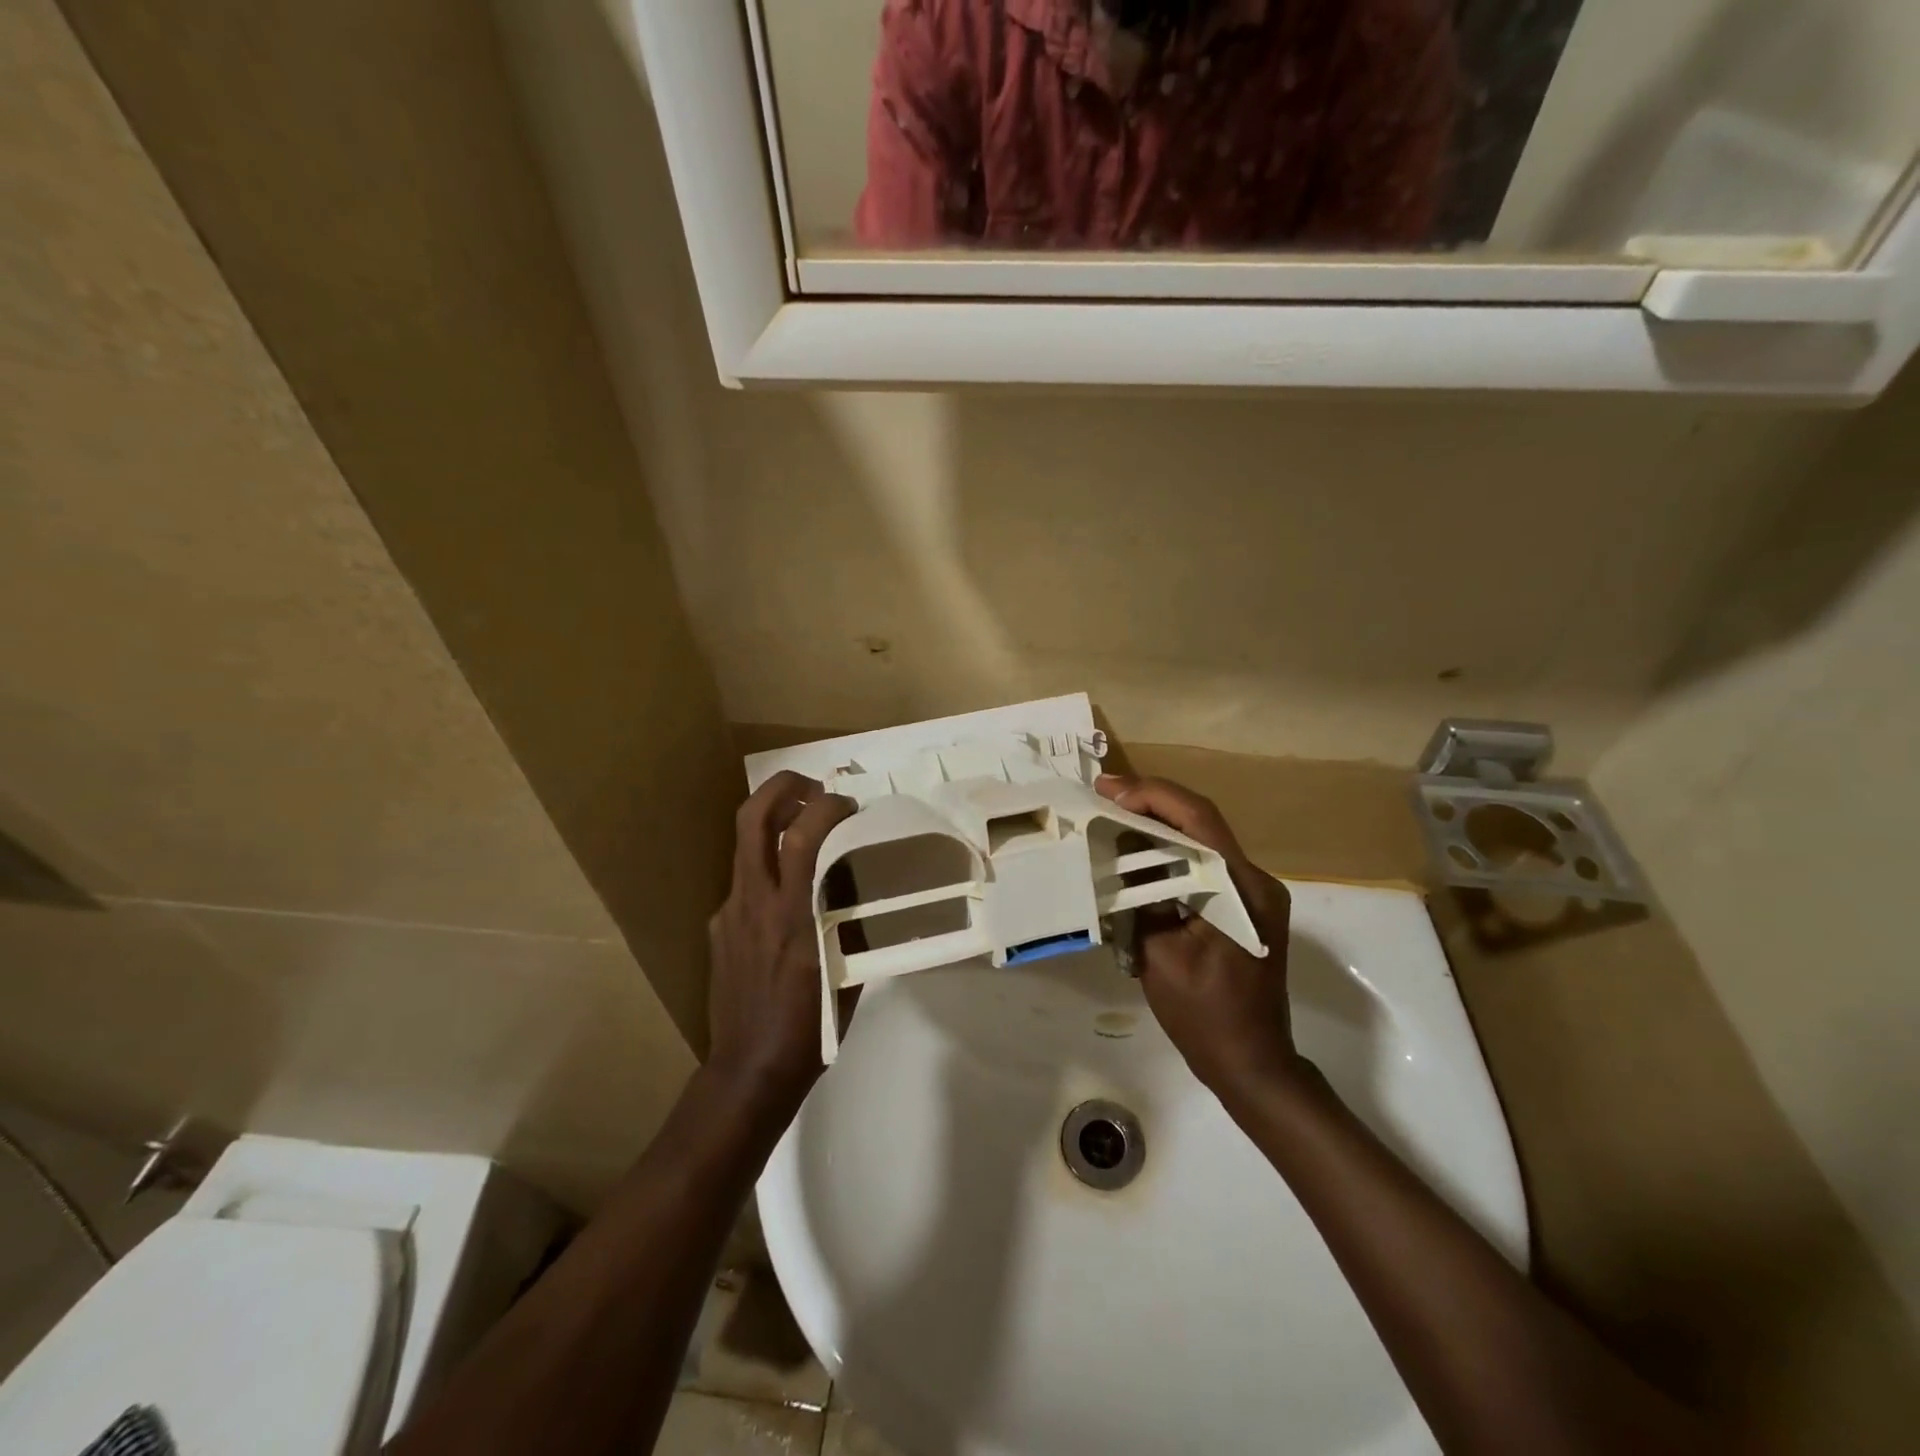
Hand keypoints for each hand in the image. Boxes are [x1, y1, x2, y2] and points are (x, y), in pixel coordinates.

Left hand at [706, 771, 855, 1124]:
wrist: (748, 1071)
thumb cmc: (810, 1028)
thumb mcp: (847, 972)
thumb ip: (852, 923)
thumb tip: (864, 890)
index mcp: (792, 915)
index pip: (802, 836)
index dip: (827, 806)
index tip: (851, 806)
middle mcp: (754, 903)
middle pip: (752, 818)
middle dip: (783, 787)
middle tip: (815, 788)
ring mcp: (729, 912)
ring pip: (743, 844)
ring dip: (774, 820)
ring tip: (805, 825)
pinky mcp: (717, 927)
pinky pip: (744, 880)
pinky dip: (768, 866)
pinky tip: (788, 892)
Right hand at [1096, 775, 1303, 1095]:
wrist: (1254, 1065)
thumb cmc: (1206, 1017)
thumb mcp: (1160, 958)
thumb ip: (1140, 901)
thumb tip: (1120, 861)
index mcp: (1243, 890)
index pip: (1198, 820)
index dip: (1152, 796)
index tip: (1107, 790)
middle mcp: (1256, 881)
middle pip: (1201, 823)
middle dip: (1151, 803)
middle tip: (1103, 794)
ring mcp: (1254, 894)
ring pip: (1202, 841)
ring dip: (1158, 826)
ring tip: (1112, 816)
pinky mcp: (1245, 908)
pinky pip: (1204, 866)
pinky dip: (1169, 854)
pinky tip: (1137, 855)